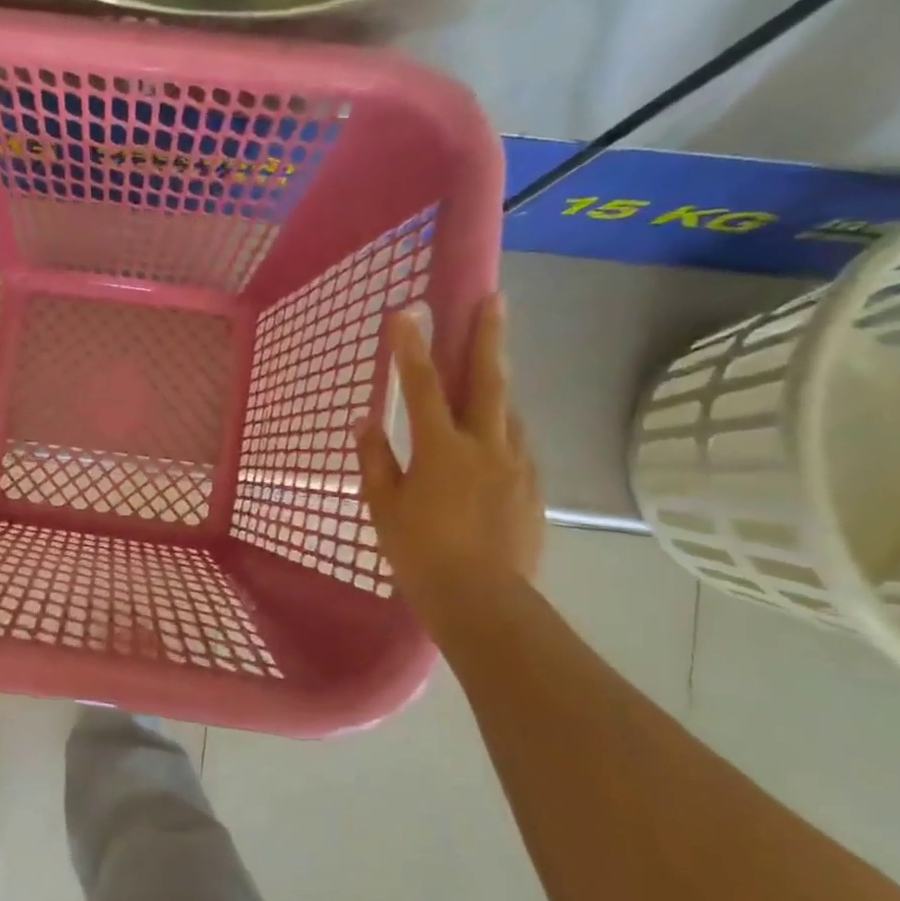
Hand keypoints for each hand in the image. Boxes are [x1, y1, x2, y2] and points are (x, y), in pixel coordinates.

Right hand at [356, 294, 543, 615]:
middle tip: (495, 299)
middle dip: (488, 336)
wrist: (483, 600)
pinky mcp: (533, 487)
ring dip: (498, 383)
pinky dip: (503, 428)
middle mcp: (486, 445)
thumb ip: (376, 460)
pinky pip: (518, 444)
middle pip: (488, 380)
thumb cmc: (420, 553)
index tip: (406, 311)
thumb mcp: (384, 507)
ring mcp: (516, 465)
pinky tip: (495, 435)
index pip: (423, 386)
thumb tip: (366, 422)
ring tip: (490, 367)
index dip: (412, 347)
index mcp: (442, 449)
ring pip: (508, 411)